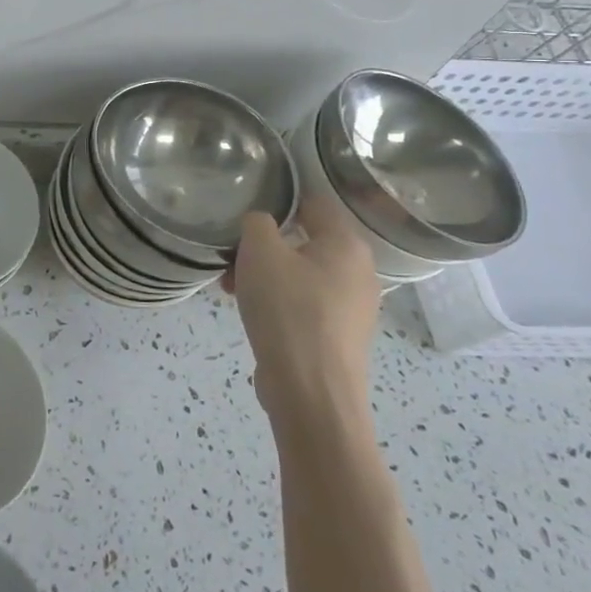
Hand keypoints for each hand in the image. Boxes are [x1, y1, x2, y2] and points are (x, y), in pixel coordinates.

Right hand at [223, 192, 380, 415]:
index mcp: (347, 244)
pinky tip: (250, 313)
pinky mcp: (339, 337)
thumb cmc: (287, 309)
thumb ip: (258, 223)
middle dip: (263, 246)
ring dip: (264, 275)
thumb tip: (262, 224)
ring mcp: (353, 308)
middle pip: (304, 242)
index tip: (247, 208)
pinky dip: (277, 301)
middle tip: (232, 256)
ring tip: (230, 288)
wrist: (310, 391)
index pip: (314, 203)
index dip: (279, 200)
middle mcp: (359, 272)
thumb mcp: (260, 252)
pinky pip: (304, 304)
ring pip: (300, 275)